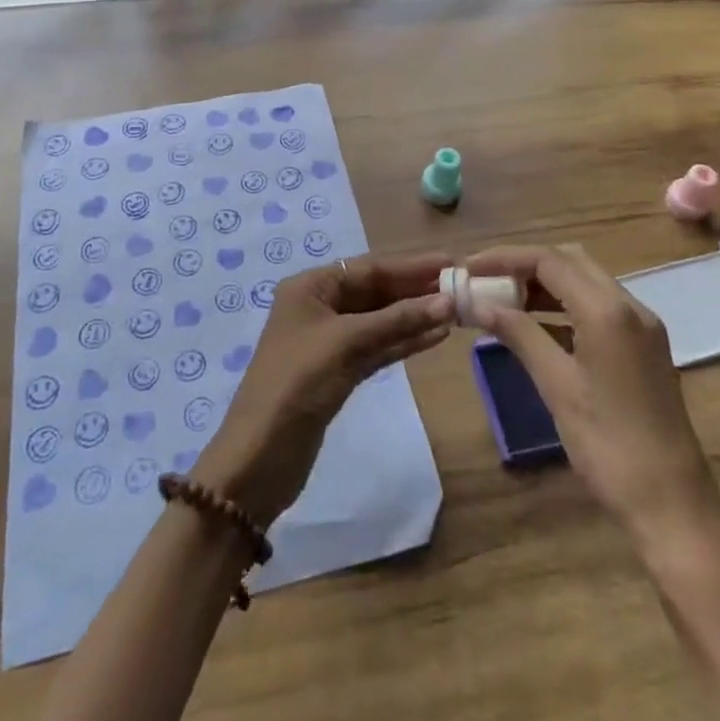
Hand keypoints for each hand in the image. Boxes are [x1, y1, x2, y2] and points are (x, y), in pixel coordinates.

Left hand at [195, 253, 453, 525]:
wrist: (259, 458)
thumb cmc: (297, 383)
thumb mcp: (347, 343)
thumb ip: (397, 321)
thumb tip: (446, 302)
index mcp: (310, 287)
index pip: (368, 268)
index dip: (410, 266)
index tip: (449, 262)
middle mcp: (319, 307)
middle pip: (375, 292)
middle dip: (415, 291)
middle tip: (460, 287)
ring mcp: (329, 342)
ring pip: (380, 321)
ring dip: (414, 317)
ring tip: (456, 312)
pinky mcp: (339, 373)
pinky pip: (377, 348)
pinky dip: (403, 342)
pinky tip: (434, 337)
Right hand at [463, 243, 719, 541]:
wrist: (674, 508)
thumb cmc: (610, 447)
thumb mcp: (557, 386)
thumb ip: (519, 334)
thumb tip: (480, 305)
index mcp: (609, 310)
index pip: (549, 261)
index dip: (504, 259)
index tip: (468, 269)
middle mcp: (630, 306)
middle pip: (569, 261)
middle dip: (524, 264)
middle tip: (484, 280)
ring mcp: (641, 327)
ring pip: (584, 282)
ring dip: (543, 284)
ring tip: (501, 299)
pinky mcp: (643, 347)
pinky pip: (597, 307)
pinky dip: (562, 306)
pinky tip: (534, 325)